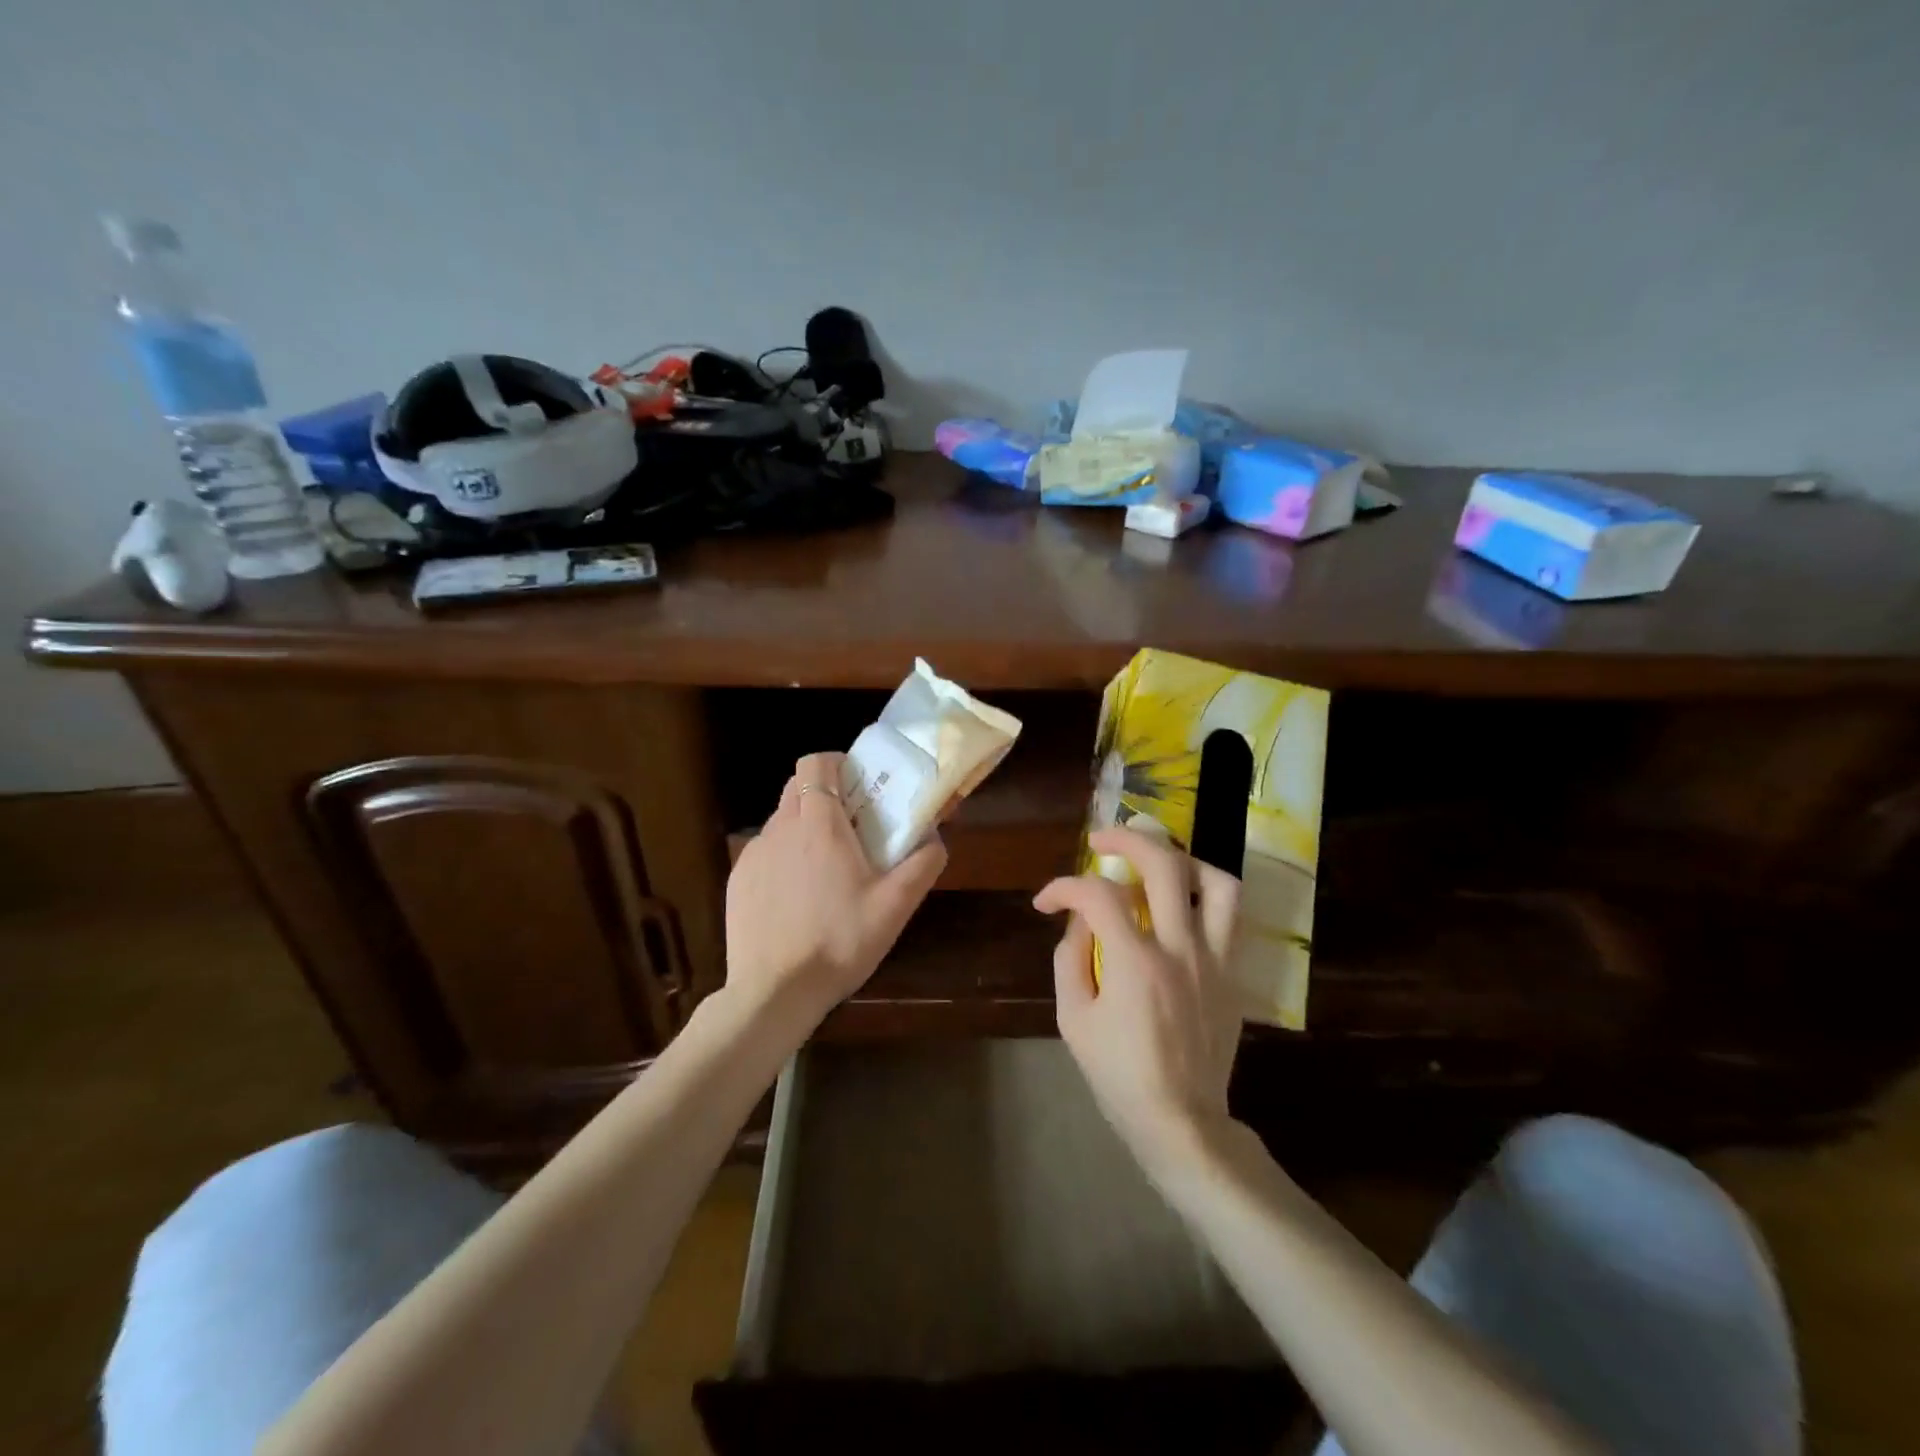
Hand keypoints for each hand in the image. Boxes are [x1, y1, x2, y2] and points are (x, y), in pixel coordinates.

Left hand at [725, 752, 947, 1027]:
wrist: (774, 992)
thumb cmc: (840, 942)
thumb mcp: (896, 906)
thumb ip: (923, 863)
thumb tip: (935, 836)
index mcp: (819, 824)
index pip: (815, 764)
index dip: (836, 764)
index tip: (858, 785)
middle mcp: (780, 829)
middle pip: (796, 787)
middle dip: (823, 793)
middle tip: (852, 825)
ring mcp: (753, 855)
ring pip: (780, 821)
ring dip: (804, 828)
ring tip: (827, 869)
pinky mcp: (737, 881)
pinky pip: (765, 852)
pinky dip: (784, 858)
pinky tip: (798, 897)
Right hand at [1035, 826, 1242, 1173]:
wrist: (1181, 1120)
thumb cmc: (1119, 1075)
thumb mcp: (1074, 1020)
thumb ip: (1070, 959)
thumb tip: (1080, 920)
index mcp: (1134, 962)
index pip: (1097, 895)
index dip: (1064, 887)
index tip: (1047, 901)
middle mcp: (1180, 948)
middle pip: (1163, 864)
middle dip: (1126, 839)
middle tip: (1102, 842)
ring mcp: (1215, 959)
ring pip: (1216, 882)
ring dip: (1183, 861)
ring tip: (1157, 865)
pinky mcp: (1233, 974)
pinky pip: (1231, 918)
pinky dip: (1205, 896)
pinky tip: (1182, 905)